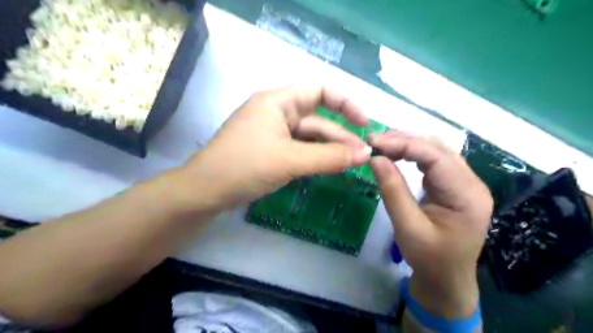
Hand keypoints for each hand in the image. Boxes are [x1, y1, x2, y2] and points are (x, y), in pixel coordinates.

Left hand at [181, 86, 371, 209]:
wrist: (205, 192)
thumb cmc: (244, 167)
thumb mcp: (290, 160)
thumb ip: (329, 157)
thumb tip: (366, 155)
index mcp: (278, 102)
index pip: (319, 91)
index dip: (345, 103)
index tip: (364, 123)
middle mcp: (277, 112)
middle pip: (317, 119)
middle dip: (340, 135)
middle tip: (363, 155)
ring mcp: (274, 133)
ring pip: (309, 137)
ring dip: (330, 149)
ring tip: (352, 163)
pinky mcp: (272, 151)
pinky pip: (300, 150)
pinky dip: (316, 157)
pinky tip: (331, 167)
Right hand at [369, 130, 493, 316]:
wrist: (446, 280)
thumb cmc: (429, 259)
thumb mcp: (408, 227)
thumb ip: (393, 190)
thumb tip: (375, 158)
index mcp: (467, 195)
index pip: (435, 157)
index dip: (404, 144)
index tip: (374, 142)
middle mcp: (471, 183)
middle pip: (438, 148)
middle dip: (404, 140)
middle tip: (374, 141)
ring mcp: (463, 183)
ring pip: (435, 151)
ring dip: (407, 144)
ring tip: (381, 144)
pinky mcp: (453, 186)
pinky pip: (433, 161)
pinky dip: (412, 154)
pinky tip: (395, 153)